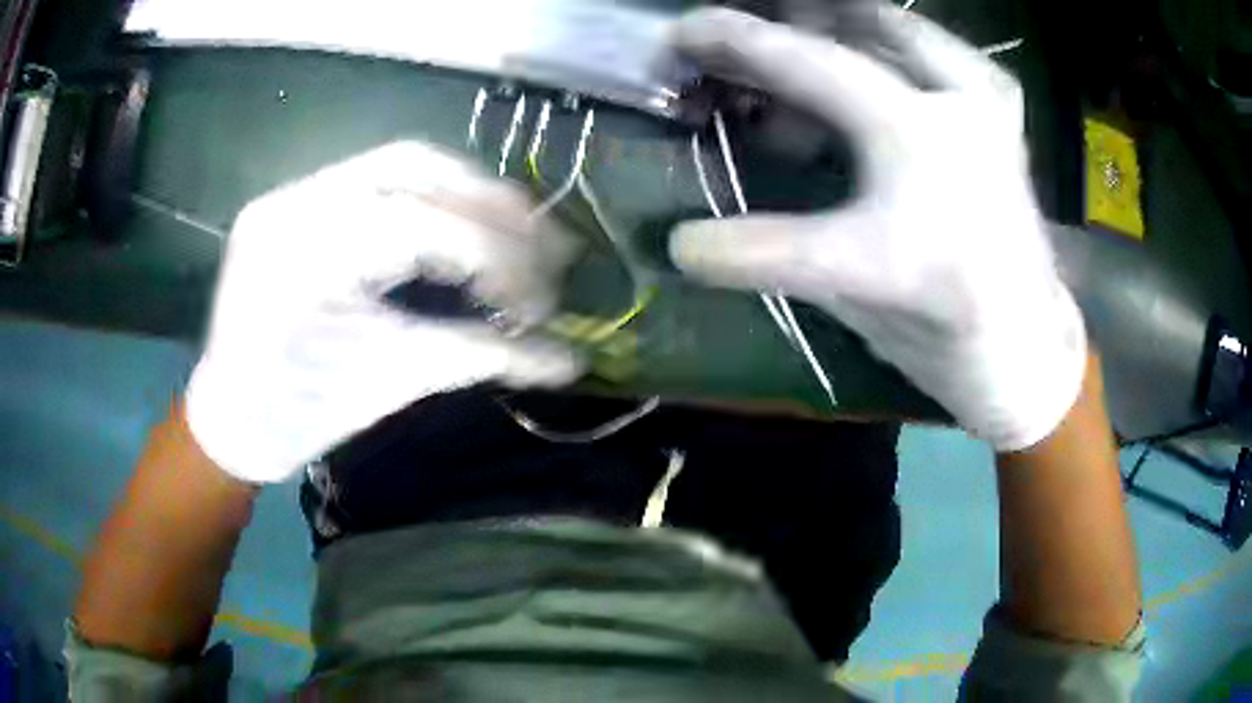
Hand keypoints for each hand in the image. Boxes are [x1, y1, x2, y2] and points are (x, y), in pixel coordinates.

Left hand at [186, 142, 583, 482]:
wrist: (233, 416)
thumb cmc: (300, 414)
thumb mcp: (388, 383)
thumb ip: (478, 357)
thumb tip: (569, 360)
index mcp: (302, 254)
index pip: (418, 223)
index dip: (494, 253)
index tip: (544, 297)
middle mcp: (295, 202)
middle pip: (415, 165)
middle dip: (494, 203)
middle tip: (550, 246)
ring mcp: (294, 194)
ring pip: (402, 163)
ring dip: (471, 192)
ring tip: (520, 233)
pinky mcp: (300, 200)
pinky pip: (379, 180)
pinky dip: (435, 196)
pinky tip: (465, 225)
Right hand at [669, 7, 1085, 450]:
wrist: (1025, 346)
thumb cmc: (946, 324)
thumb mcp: (849, 287)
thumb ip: (764, 254)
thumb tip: (680, 243)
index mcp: (917, 141)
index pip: (807, 69)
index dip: (737, 44)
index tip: (681, 29)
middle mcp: (958, 103)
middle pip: (864, 23)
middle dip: (796, 20)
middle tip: (749, 36)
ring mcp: (988, 105)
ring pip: (906, 29)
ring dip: (847, 26)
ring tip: (806, 45)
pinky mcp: (1003, 118)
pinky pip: (944, 53)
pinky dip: (897, 48)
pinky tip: (875, 68)